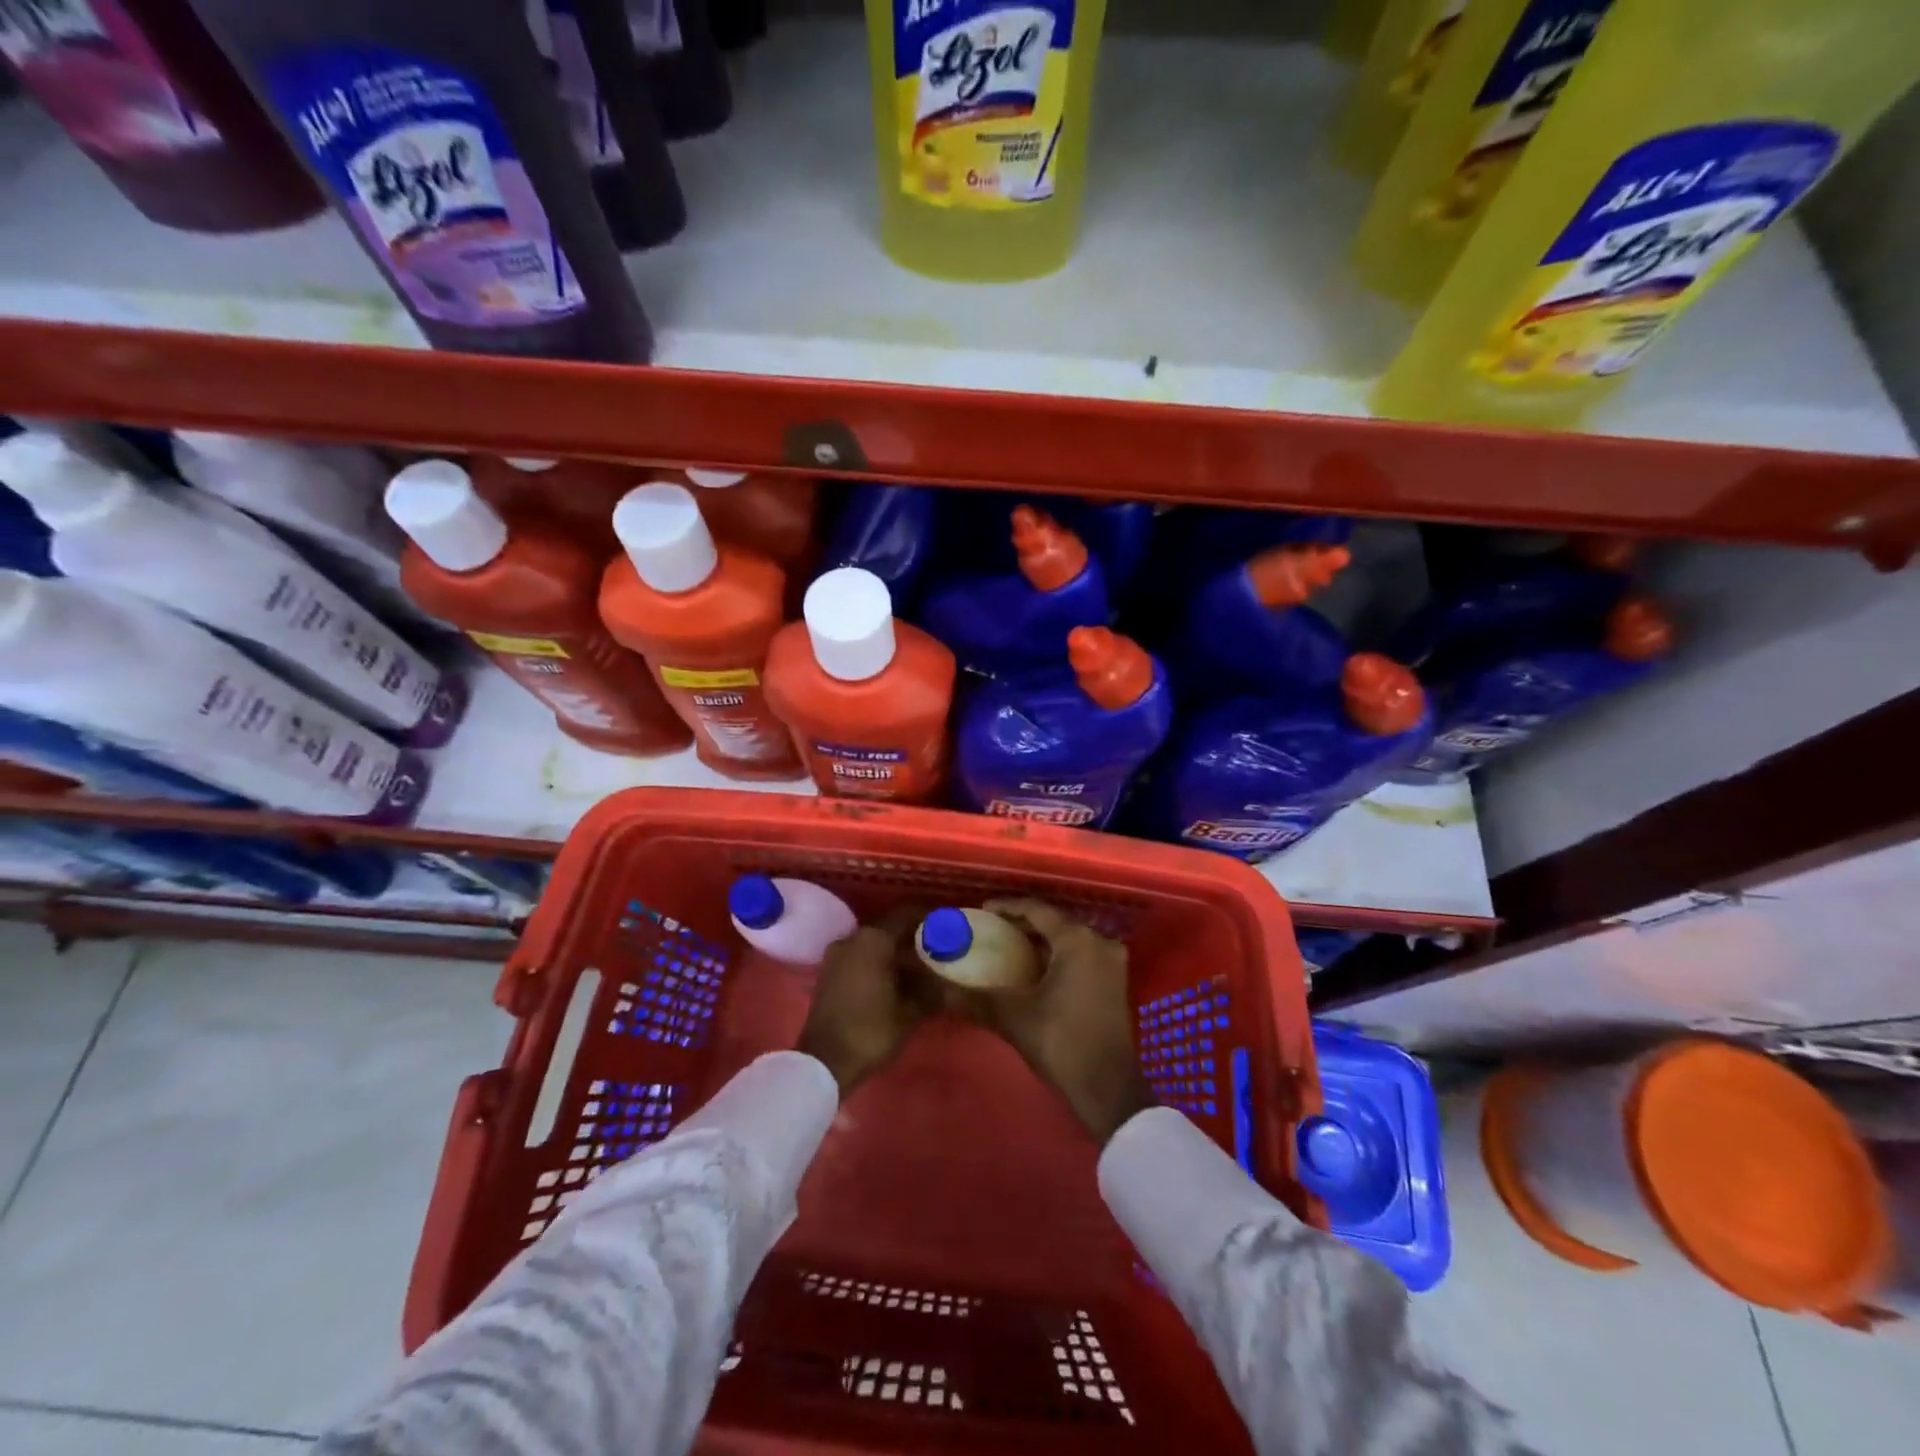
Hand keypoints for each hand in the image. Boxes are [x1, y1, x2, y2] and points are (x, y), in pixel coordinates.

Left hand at [797, 908, 934, 1096]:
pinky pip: (860, 956)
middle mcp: (852, 938)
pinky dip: (878, 962)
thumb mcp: (910, 1012)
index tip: (947, 925)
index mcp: (873, 939)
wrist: (824, 1062)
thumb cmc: (871, 1030)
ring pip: (873, 943)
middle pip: (889, 928)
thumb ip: (931, 991)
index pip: (906, 915)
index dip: (928, 918)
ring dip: (894, 951)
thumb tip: (950, 984)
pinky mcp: (829, 972)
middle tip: (937, 948)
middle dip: (912, 937)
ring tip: (919, 966)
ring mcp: (837, 955)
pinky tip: (895, 979)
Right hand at [978, 898, 1156, 1145]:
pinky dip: (1058, 954)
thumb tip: (939, 989)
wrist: (1108, 1088)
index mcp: (1077, 940)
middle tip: (993, 927)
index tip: (982, 910)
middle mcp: (1099, 942)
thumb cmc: (1061, 1043)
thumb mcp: (1013, 1016)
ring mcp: (1113, 962)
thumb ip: (975, 998)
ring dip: (1042, 940)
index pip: (1037, 910)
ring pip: (1070, 938)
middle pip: (1055, 921)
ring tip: (1009, 944)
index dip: (1008, 907)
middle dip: (1024, 922)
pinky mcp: (1116, 981)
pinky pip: (1082, 954)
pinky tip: (1035, 967)